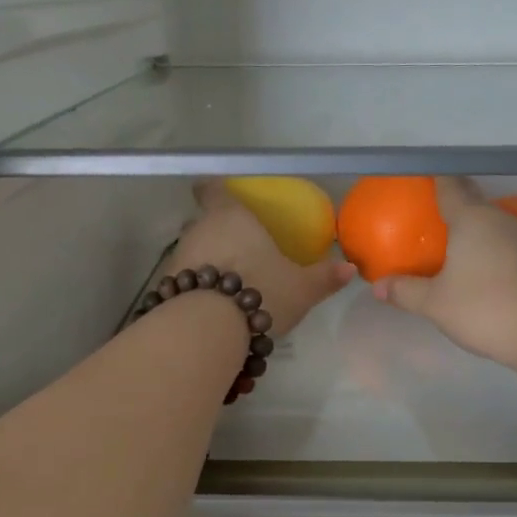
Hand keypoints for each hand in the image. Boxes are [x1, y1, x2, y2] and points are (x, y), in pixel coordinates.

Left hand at [166, 181, 354, 338]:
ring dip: (207, 262)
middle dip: (218, 233)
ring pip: (193, 251)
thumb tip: (350, 269)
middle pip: (204, 222)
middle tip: (240, 248)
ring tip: (228, 282)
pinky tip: (212, 305)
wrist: (208, 327)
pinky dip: (196, 287)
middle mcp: (200, 230)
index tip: (221, 195)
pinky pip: (185, 279)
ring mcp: (179, 257)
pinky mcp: (167, 286)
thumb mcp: (301, 288)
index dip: (216, 190)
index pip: (214, 190)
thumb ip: (324, 277)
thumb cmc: (260, 291)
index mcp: (231, 217)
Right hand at [373, 177, 516, 366]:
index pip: (450, 185)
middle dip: (452, 204)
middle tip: (428, 216)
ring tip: (450, 243)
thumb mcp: (434, 303)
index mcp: (471, 219)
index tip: (421, 177)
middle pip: (472, 201)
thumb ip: (405, 291)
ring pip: (490, 223)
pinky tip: (477, 267)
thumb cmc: (484, 309)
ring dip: (471, 228)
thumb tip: (378, 286)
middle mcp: (499, 219)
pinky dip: (487, 247)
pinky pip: (503, 242)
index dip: (434, 178)